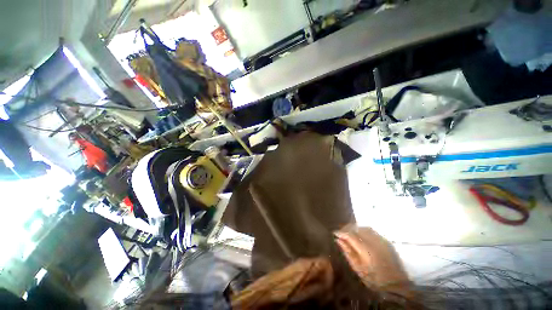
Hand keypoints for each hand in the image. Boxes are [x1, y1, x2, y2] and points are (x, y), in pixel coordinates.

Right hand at [335, 228, 412, 296]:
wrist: (397, 285)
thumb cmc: (374, 280)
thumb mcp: (358, 269)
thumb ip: (348, 252)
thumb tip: (338, 240)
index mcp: (365, 249)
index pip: (350, 235)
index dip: (341, 233)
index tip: (335, 233)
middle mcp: (373, 241)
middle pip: (357, 228)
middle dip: (347, 229)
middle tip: (342, 234)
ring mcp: (381, 240)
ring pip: (364, 228)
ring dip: (355, 229)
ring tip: (351, 234)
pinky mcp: (386, 241)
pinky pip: (372, 231)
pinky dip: (364, 231)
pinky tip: (362, 236)